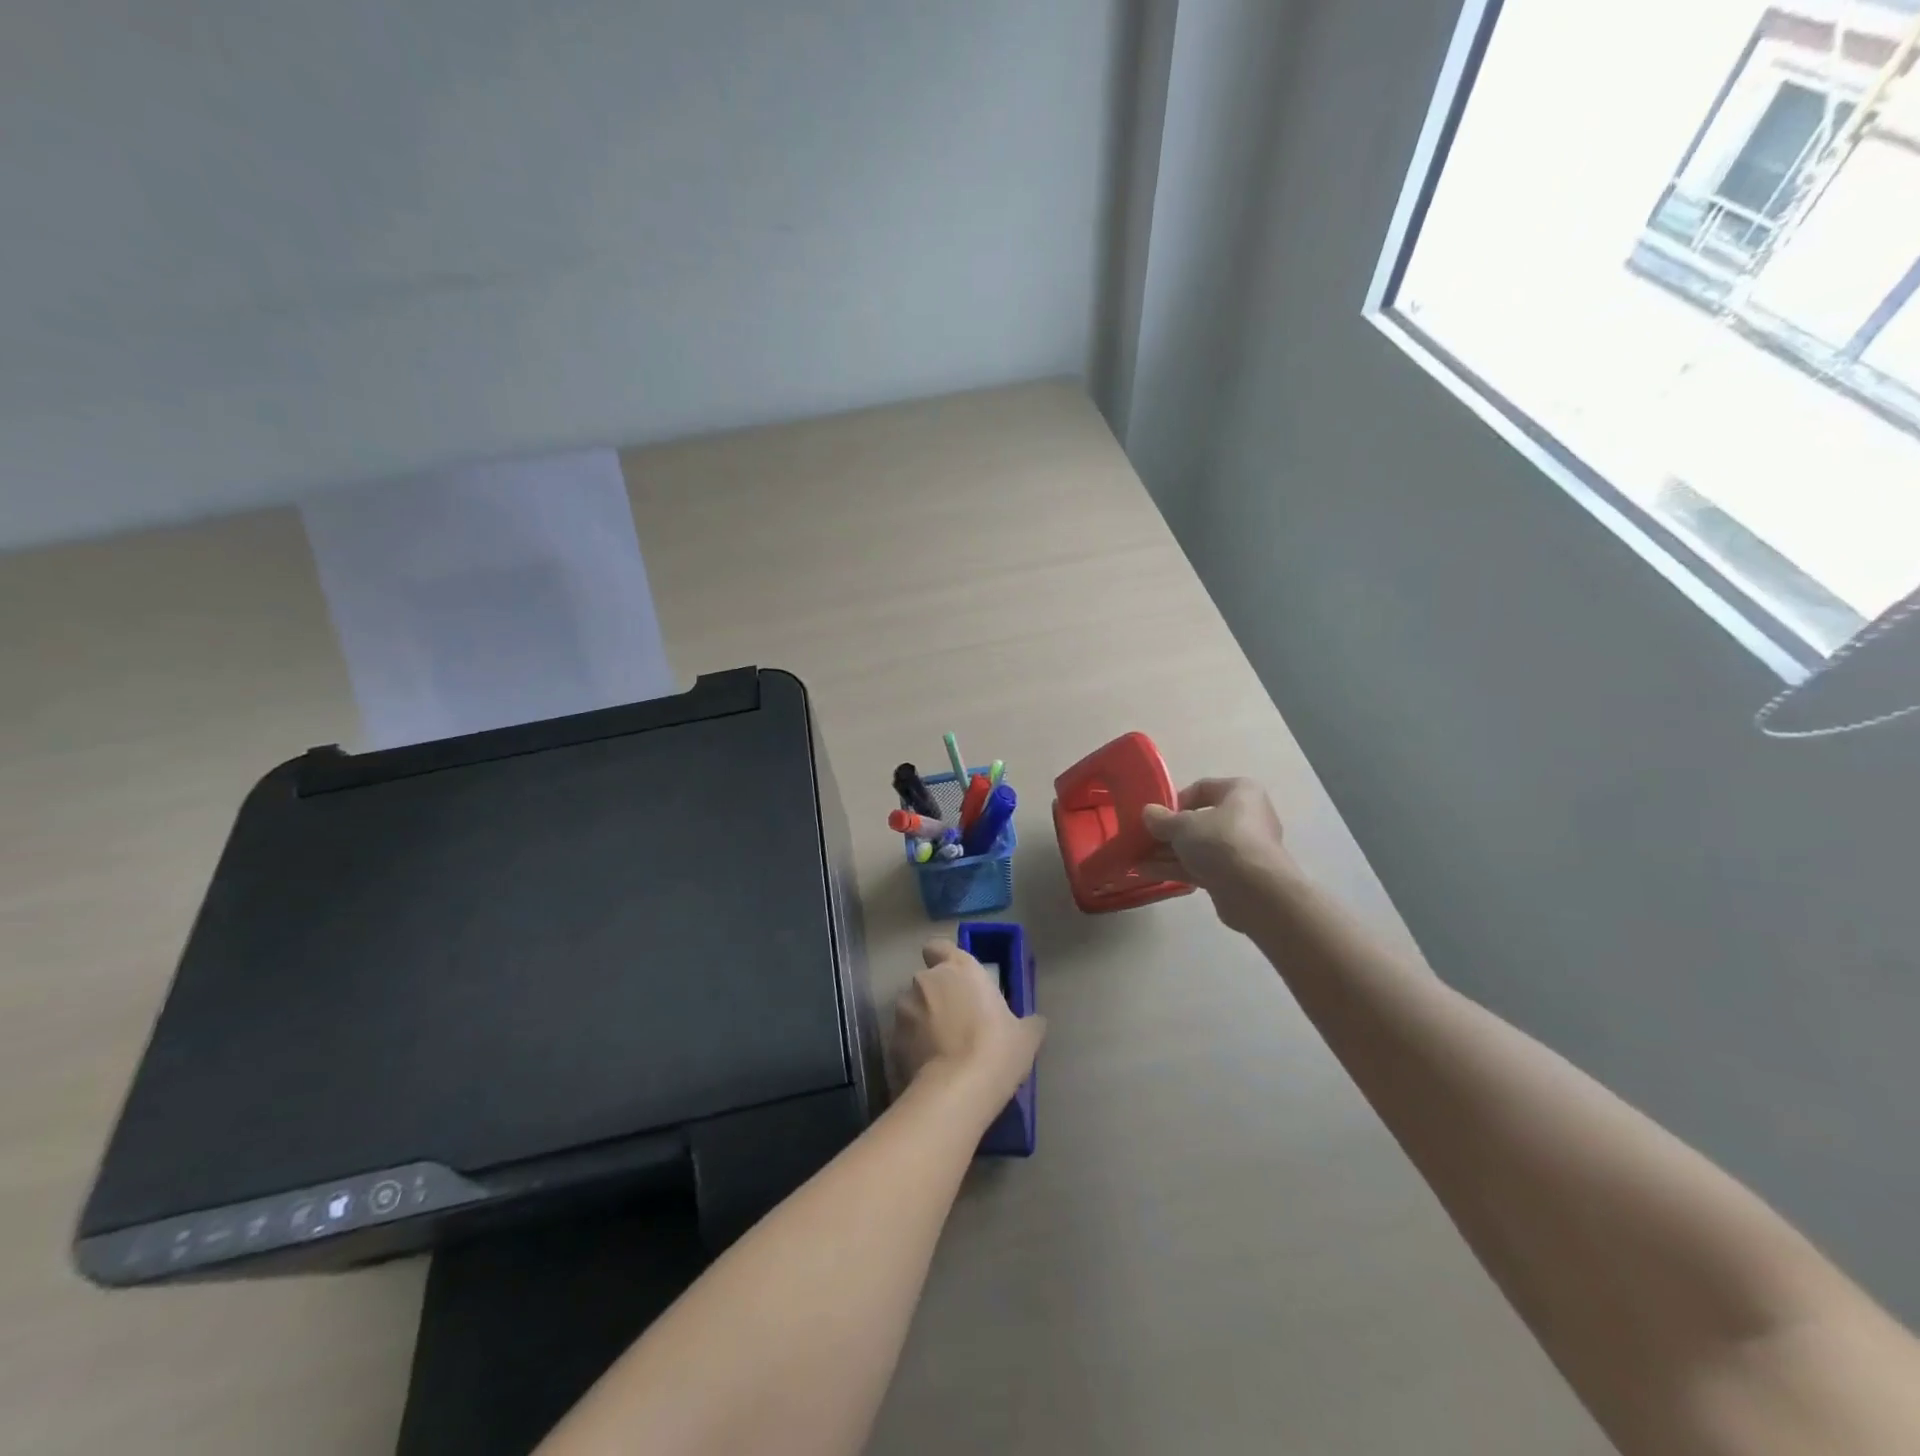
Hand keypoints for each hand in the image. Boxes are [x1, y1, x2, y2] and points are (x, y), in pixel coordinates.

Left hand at [892, 940, 1044, 1107]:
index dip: (942, 959)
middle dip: (936, 997)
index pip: (938, 946)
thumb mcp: (1026, 1036)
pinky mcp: (891, 1041)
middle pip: (927, 981)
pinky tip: (929, 1069)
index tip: (955, 979)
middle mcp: (926, 981)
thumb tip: (1035, 1022)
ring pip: (912, 1008)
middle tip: (957, 1022)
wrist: (957, 1090)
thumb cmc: (996, 1049)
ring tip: (941, 1050)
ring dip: (922, 1021)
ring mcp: (904, 1010)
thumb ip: (1028, 1022)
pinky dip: (913, 1048)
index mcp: (958, 968)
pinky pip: (903, 1038)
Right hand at [1141, 777, 1296, 934]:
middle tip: (1143, 839)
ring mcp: (1242, 849)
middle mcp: (1246, 817)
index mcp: (1241, 792)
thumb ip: (1162, 819)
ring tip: (1138, 859)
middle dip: (1169, 832)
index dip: (1176, 801)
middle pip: (1199, 821)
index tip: (1156, 815)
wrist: (1256, 892)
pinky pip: (1202, 866)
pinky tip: (1148, 873)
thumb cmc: (1221, 842)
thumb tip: (1149, 813)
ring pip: (1199, 846)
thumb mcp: (1183, 825)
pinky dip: (1177, 868)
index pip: (1203, 788)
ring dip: (1168, 852)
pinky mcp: (1236, 876)